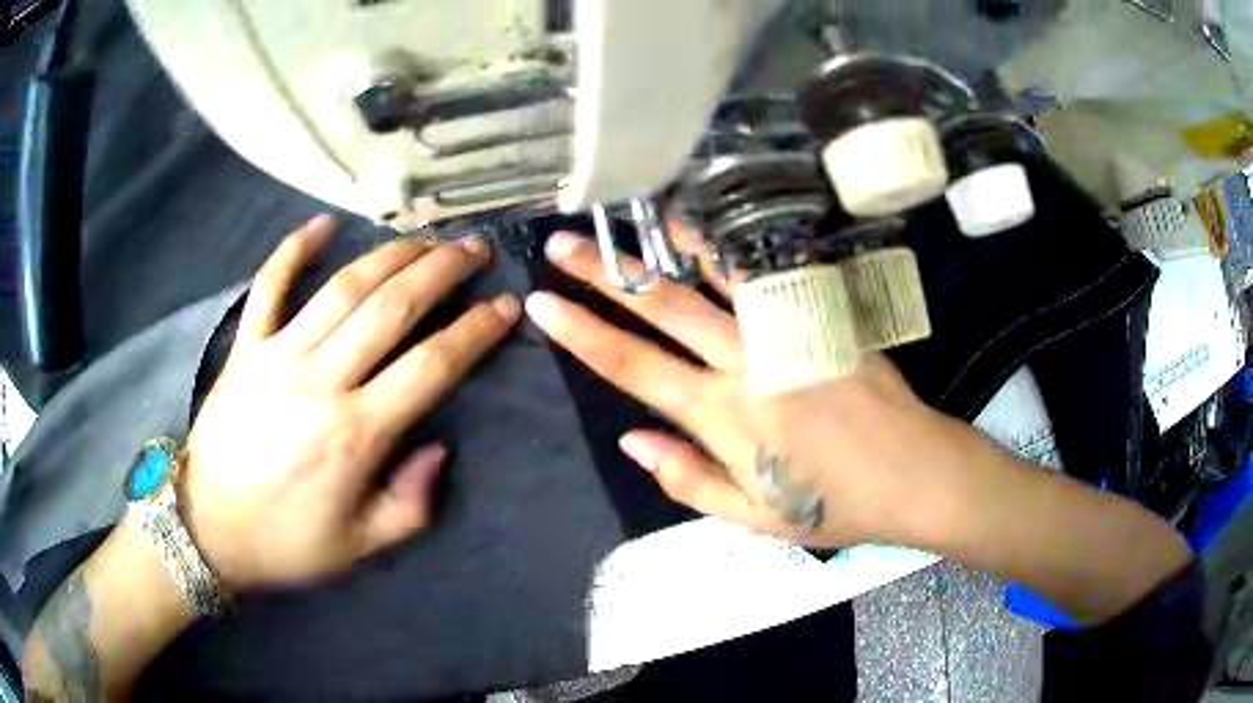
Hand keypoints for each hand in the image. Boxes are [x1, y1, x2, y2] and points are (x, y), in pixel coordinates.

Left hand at [183, 216, 520, 589]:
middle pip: (392, 309)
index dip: (474, 331)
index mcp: (355, 435)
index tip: (505, 306)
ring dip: (390, 255)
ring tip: (425, 237)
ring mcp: (277, 355)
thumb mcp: (360, 547)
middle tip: (474, 249)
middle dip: (442, 271)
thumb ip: (410, 506)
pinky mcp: (245, 346)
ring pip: (343, 288)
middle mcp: (320, 381)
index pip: (431, 367)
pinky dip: (293, 249)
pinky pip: (269, 285)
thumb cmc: (286, 543)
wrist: (208, 529)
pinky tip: (322, 224)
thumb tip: (439, 449)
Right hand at [527, 227, 969, 548]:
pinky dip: (732, 248)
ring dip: (665, 244)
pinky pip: (772, 273)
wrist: (915, 472)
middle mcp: (748, 364)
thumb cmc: (834, 504)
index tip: (542, 305)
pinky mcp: (824, 316)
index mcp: (725, 418)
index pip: (634, 368)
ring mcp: (790, 332)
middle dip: (604, 274)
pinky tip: (706, 228)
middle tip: (562, 245)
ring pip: (716, 275)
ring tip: (627, 215)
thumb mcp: (753, 515)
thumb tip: (630, 440)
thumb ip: (688, 479)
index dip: (581, 334)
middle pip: (662, 309)